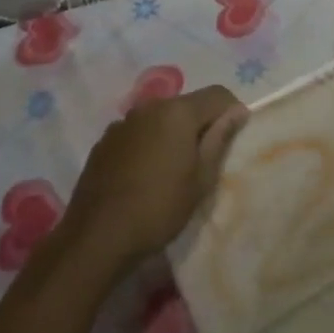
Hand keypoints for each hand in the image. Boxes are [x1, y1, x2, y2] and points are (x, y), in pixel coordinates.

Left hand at [57, 87, 247, 281]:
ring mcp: (123, 123)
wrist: (96, 238)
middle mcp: (150, 107)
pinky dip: (149, 143)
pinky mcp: (104, 141)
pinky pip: (138, 132)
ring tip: (172, 169)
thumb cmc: (159, 208)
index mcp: (178, 112)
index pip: (218, 94)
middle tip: (204, 159)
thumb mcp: (201, 179)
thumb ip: (219, 139)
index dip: (231, 112)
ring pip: (161, 118)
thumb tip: (237, 111)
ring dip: (173, 133)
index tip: (233, 139)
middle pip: (187, 104)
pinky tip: (144, 174)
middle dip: (201, 123)